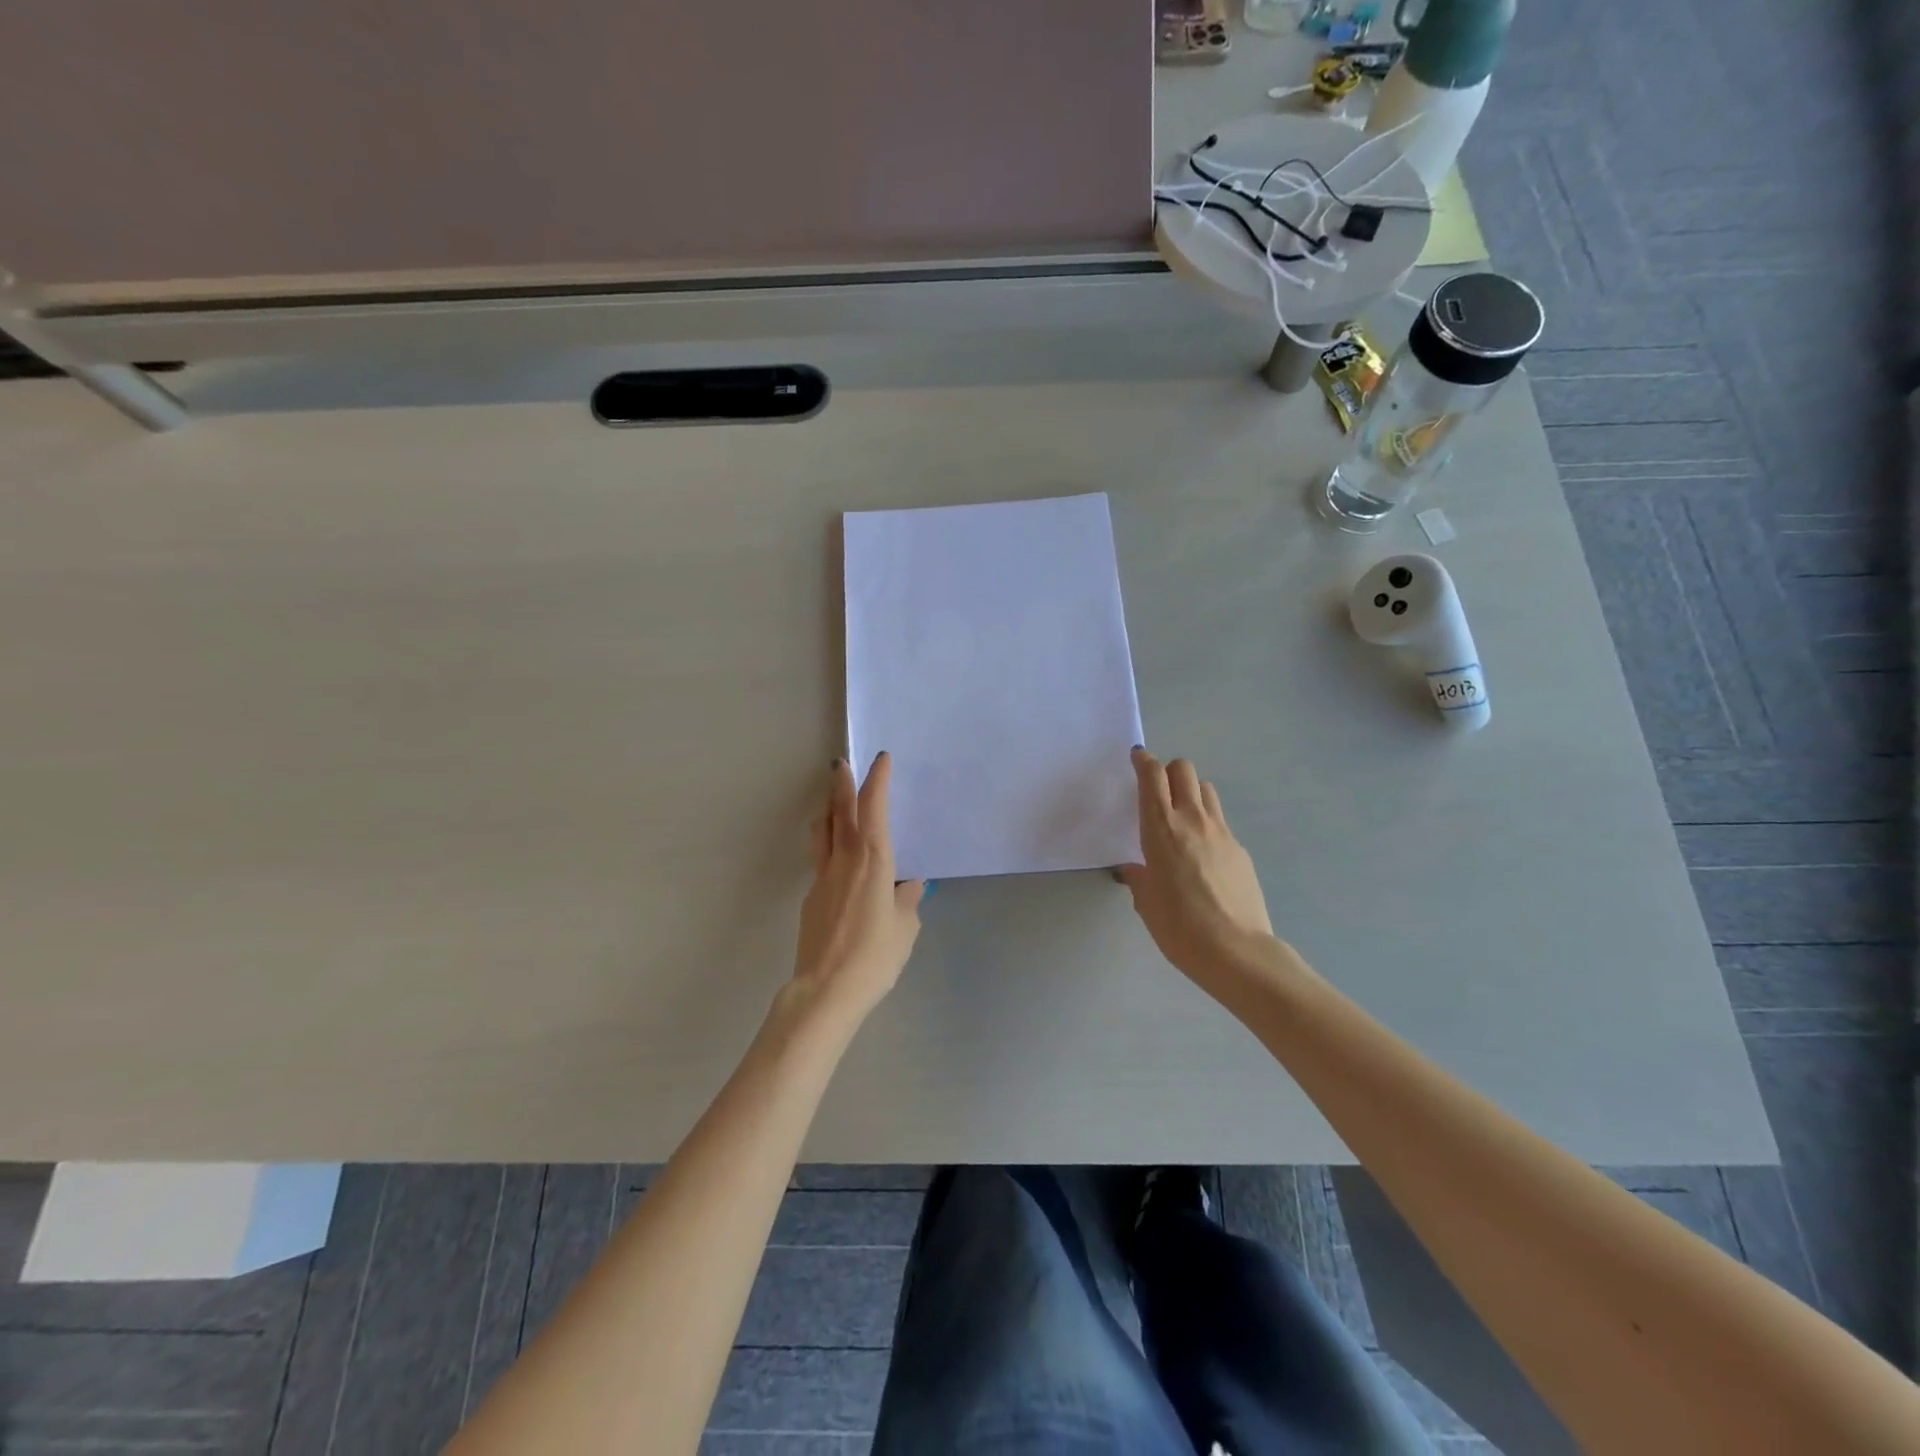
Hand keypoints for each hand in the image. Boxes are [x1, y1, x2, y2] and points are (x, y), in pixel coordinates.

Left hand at [788, 752, 923, 1023]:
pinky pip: (821, 859)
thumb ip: (907, 902)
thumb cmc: (875, 957)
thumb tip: (910, 886)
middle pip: (839, 811)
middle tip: (839, 763)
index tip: (880, 760)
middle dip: (841, 784)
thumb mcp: (905, 929)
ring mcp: (822, 877)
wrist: (826, 989)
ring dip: (827, 810)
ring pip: (822, 832)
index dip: (876, 781)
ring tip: (832, 801)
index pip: (873, 809)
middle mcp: (844, 860)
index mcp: (873, 861)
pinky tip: (839, 859)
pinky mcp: (811, 897)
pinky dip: (828, 844)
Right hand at [1119, 748, 1275, 990]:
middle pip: (1183, 770)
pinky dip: (1208, 824)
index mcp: (1161, 828)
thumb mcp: (1146, 903)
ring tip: (1182, 817)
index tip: (1137, 758)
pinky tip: (1203, 854)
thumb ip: (1139, 878)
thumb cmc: (1179, 927)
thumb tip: (1137, 869)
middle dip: (1168, 771)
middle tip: (1158, 791)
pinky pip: (1221, 822)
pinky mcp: (1241, 849)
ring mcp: (1222, 832)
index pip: (1152, 776)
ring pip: (1206, 789)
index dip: (1143, 761)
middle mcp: (1192, 820)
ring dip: (1191, 792)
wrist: (1236, 951)